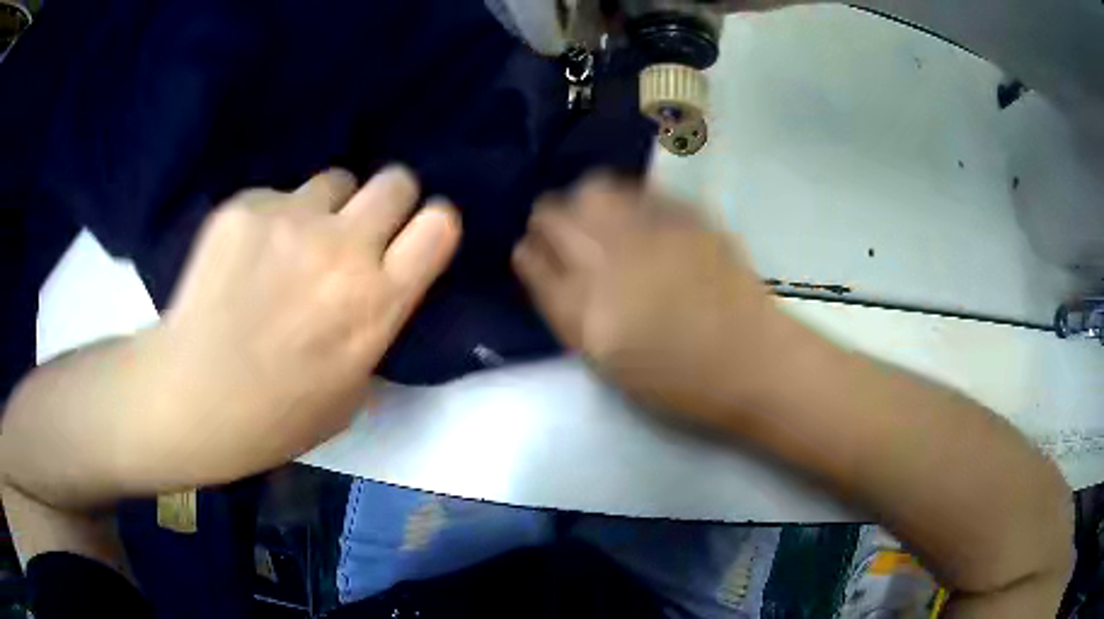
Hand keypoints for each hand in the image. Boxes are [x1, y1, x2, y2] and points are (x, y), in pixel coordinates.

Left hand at [144, 167, 460, 481]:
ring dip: (325, 207)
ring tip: (292, 243)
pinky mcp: (244, 207)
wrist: (191, 397)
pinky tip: (244, 256)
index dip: (433, 223)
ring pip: (333, 180)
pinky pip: (276, 196)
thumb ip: (373, 333)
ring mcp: (289, 219)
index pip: (440, 225)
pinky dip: (271, 218)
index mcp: (377, 301)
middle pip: (395, 180)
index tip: (414, 236)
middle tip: (359, 228)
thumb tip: (373, 295)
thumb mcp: (350, 394)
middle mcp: (343, 247)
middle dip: (387, 199)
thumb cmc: (276, 417)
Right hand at [512, 176, 778, 422]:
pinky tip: (638, 217)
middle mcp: (608, 260)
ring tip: (598, 218)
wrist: (749, 360)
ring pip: (594, 190)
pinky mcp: (686, 218)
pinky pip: (640, 192)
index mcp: (583, 308)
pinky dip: (627, 199)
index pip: (531, 259)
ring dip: (585, 201)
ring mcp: (650, 232)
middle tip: (560, 231)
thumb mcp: (604, 360)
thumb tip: (544, 267)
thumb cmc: (675, 378)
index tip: (532, 253)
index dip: (528, 253)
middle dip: (547, 219)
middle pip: (552, 213)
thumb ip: (567, 311)